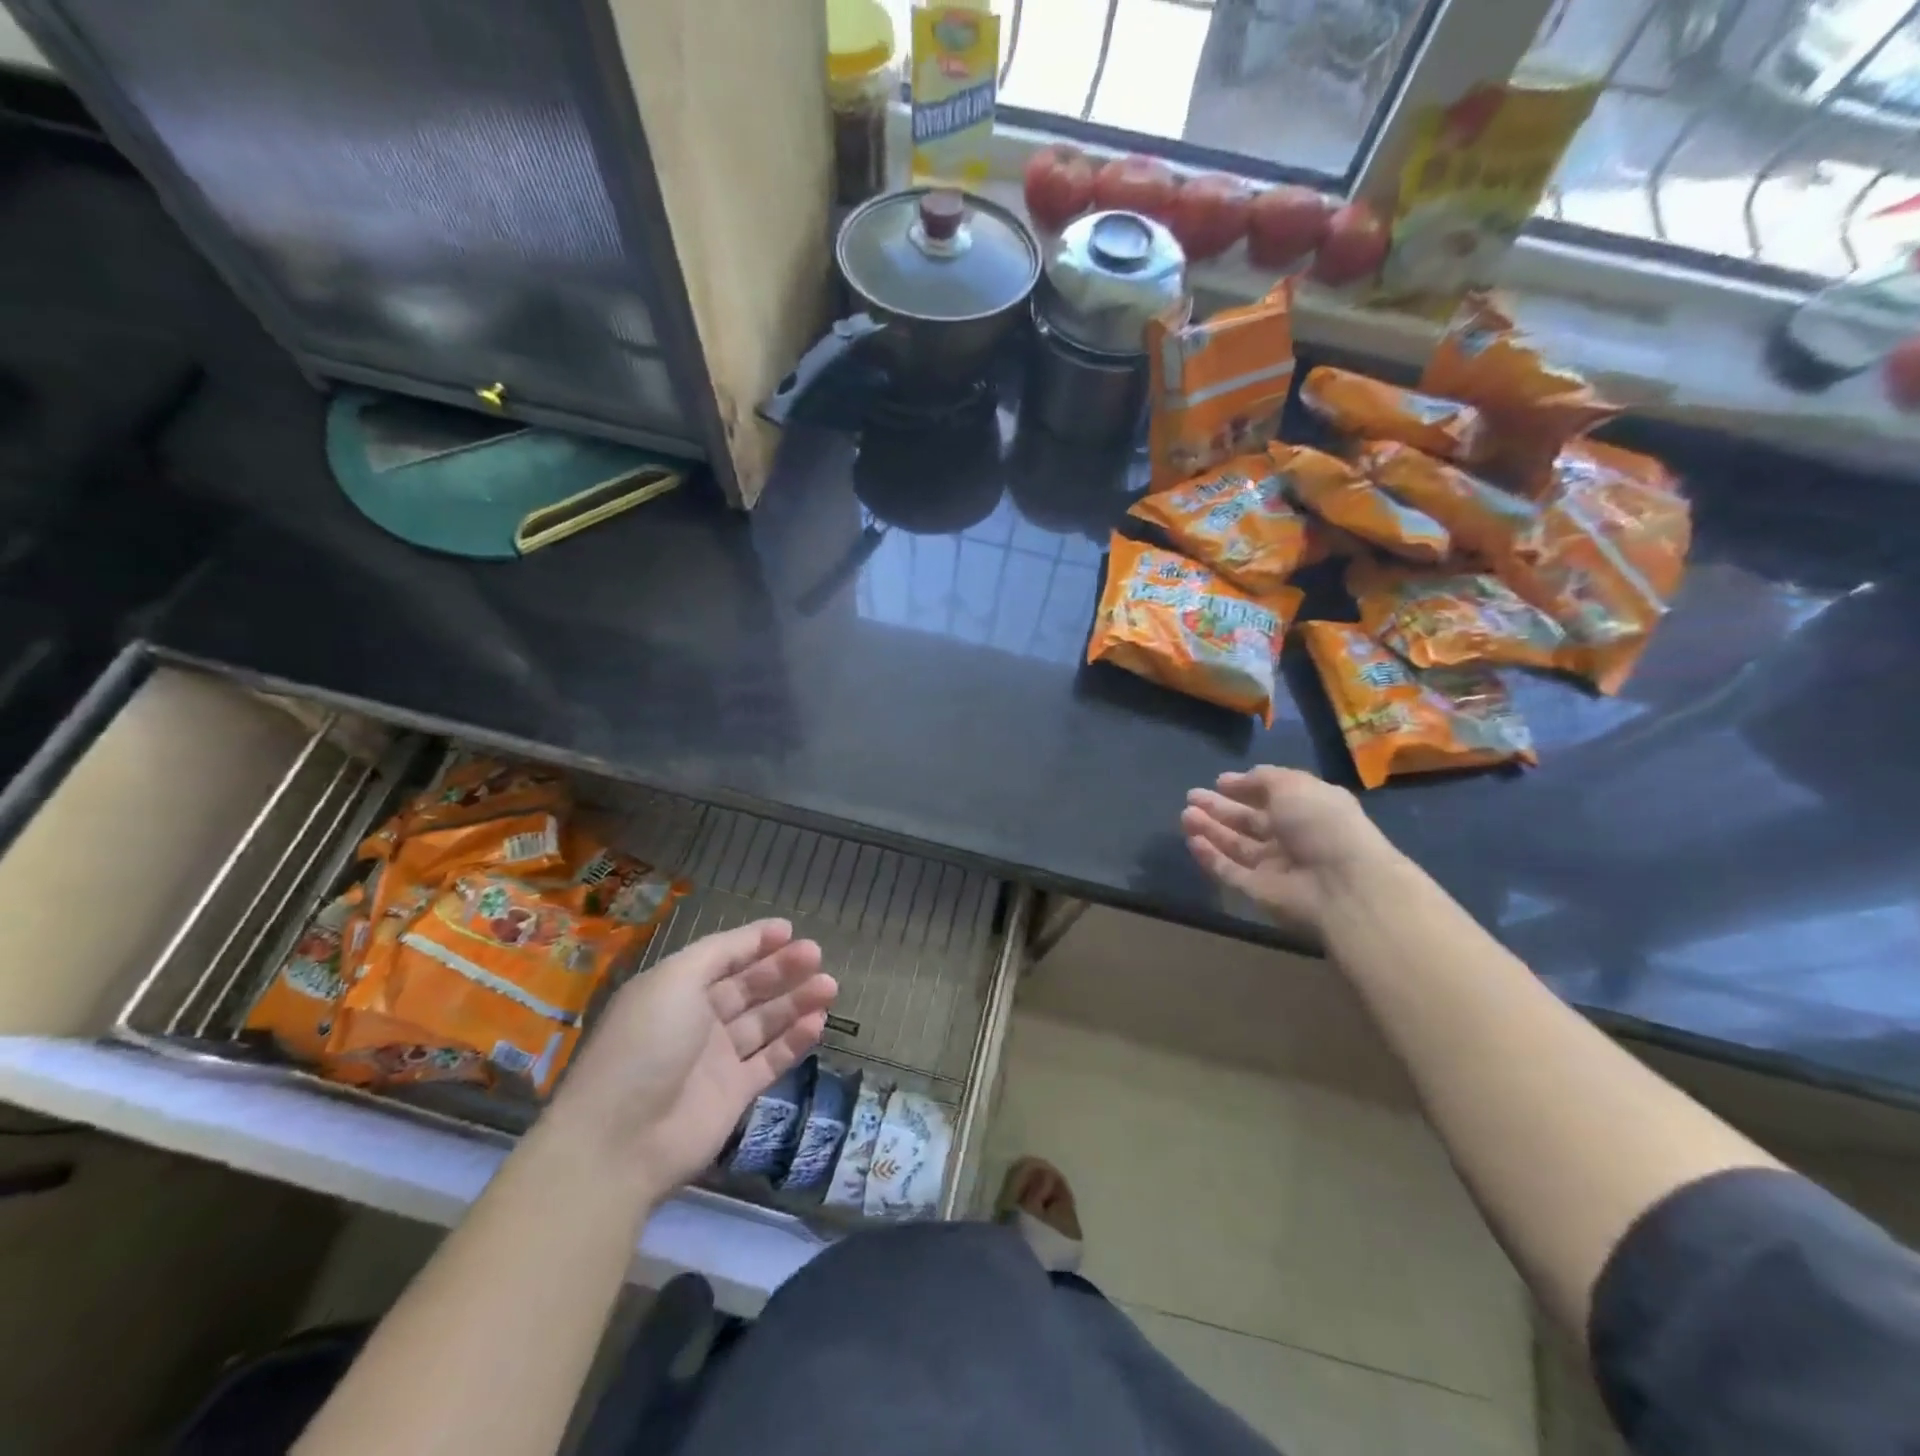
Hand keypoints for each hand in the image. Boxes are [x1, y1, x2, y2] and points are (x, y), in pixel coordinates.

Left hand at [549, 919, 836, 1197]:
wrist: (621, 1139)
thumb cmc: (646, 1044)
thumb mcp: (675, 979)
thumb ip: (719, 953)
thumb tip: (757, 935)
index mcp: (675, 989)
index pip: (722, 958)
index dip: (754, 942)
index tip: (789, 930)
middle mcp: (697, 1020)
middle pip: (748, 987)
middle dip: (782, 968)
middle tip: (816, 954)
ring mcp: (716, 1059)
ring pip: (765, 1021)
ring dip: (796, 1001)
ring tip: (829, 985)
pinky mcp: (735, 1094)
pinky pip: (771, 1059)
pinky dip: (795, 1040)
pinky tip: (818, 1022)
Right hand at [1181, 767, 1396, 933]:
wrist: (1341, 885)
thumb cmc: (1321, 824)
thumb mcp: (1293, 785)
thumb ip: (1262, 778)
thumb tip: (1234, 781)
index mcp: (1307, 809)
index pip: (1271, 796)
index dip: (1245, 788)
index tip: (1219, 781)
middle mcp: (1291, 837)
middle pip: (1249, 821)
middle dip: (1220, 808)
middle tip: (1192, 796)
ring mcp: (1274, 866)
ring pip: (1235, 845)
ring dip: (1210, 829)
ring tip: (1185, 814)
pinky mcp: (1258, 891)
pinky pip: (1229, 871)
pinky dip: (1211, 856)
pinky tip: (1192, 840)